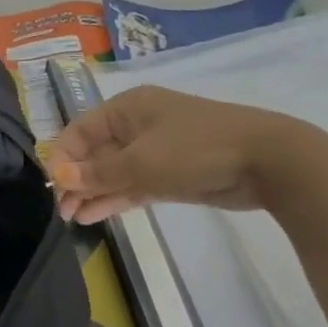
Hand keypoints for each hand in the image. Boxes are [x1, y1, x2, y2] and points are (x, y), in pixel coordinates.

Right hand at [48, 85, 305, 223]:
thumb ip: (97, 173)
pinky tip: (94, 214)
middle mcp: (137, 124)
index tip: (55, 186)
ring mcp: (156, 149)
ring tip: (73, 218)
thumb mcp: (141, 162)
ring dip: (93, 193)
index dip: (63, 158)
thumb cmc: (198, 150)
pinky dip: (115, 198)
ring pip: (113, 172)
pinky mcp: (172, 172)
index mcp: (127, 108)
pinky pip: (134, 184)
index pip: (79, 131)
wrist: (272, 162)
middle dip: (76, 180)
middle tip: (62, 209)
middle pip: (94, 152)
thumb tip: (59, 177)